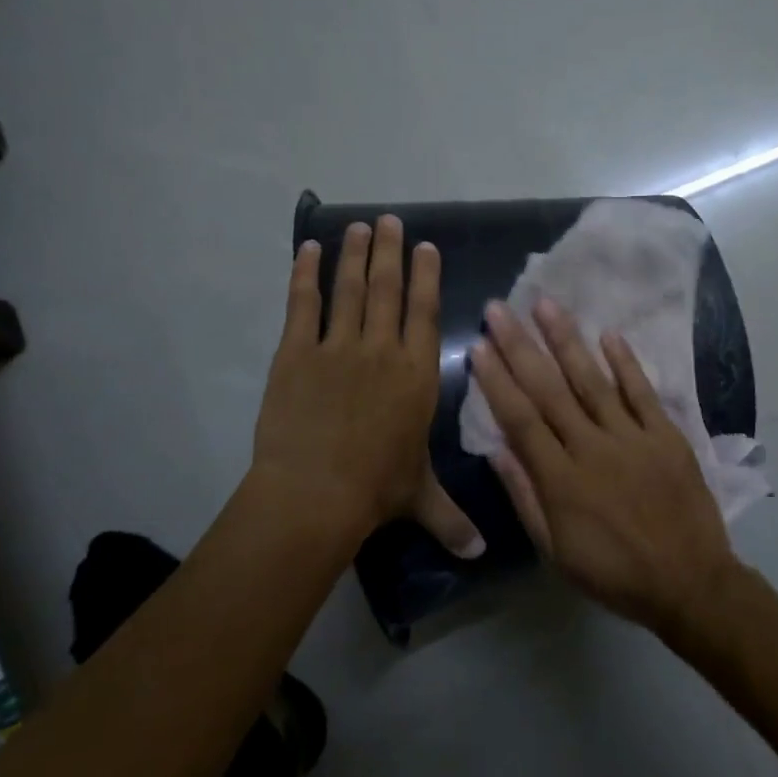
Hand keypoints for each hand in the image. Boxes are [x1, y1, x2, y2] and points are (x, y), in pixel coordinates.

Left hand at [250, 217, 480, 556]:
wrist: (314, 494)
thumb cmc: (376, 490)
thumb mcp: (420, 498)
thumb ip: (452, 518)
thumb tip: (480, 555)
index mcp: (417, 374)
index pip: (425, 313)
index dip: (426, 276)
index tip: (425, 247)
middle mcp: (382, 349)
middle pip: (387, 289)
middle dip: (391, 251)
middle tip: (390, 221)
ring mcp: (338, 347)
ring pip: (349, 288)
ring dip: (354, 254)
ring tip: (359, 226)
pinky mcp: (296, 353)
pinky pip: (303, 305)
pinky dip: (304, 275)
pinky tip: (306, 250)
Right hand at [469, 297, 737, 633]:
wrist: (689, 583)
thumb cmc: (614, 574)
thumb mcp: (556, 551)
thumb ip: (525, 498)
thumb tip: (495, 451)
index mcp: (561, 480)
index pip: (520, 419)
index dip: (497, 381)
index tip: (479, 346)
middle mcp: (592, 448)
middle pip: (550, 390)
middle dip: (521, 347)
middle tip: (500, 309)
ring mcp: (632, 438)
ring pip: (592, 381)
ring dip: (567, 341)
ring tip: (546, 305)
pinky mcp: (666, 435)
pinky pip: (643, 393)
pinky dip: (626, 363)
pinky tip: (608, 334)